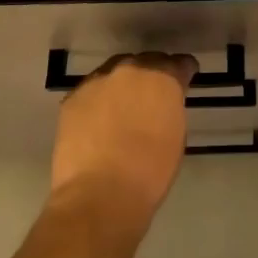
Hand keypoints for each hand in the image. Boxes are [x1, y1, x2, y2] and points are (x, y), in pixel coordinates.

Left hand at [50, 52, 198, 228]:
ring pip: (115, 73)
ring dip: (121, 85)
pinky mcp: (73, 97)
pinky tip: (97, 121)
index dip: (183, 72)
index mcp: (164, 77)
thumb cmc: (149, 172)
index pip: (180, 63)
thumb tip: (163, 104)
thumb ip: (170, 108)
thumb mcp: (175, 135)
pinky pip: (91, 91)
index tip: (185, 79)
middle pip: (145, 62)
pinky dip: (97, 101)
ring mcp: (99, 80)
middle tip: (151, 95)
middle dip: (151, 75)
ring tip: (121, 107)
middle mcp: (132, 69)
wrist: (99, 195)